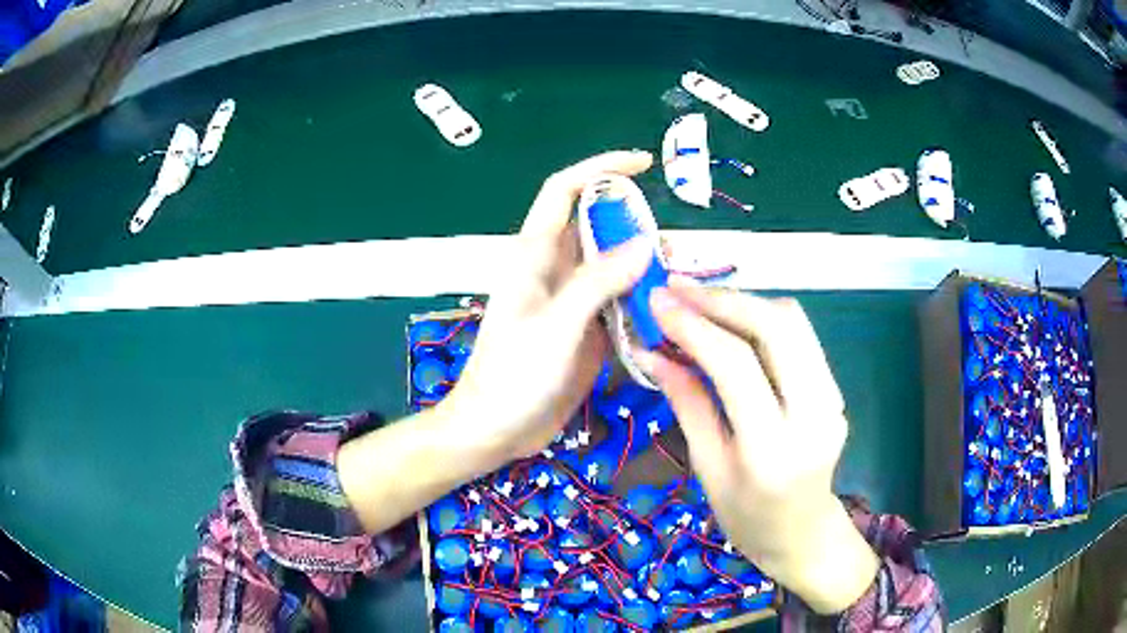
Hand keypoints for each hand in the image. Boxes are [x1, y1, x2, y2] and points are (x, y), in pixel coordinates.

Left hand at [445, 150, 654, 461]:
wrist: (495, 431)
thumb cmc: (512, 376)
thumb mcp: (555, 325)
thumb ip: (597, 281)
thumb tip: (646, 241)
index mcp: (534, 255)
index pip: (564, 191)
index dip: (600, 168)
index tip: (643, 162)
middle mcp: (555, 270)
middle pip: (596, 227)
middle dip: (634, 222)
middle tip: (675, 241)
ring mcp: (572, 302)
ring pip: (613, 266)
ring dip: (643, 264)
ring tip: (681, 274)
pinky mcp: (587, 331)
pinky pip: (619, 302)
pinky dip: (643, 299)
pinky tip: (669, 308)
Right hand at [637, 278, 878, 613]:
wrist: (804, 534)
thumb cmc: (746, 517)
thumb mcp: (707, 468)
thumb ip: (687, 403)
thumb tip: (652, 352)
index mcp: (772, 449)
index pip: (736, 365)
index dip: (693, 325)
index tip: (657, 301)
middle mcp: (814, 414)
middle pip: (777, 327)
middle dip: (723, 299)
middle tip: (677, 288)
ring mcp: (833, 398)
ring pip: (794, 321)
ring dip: (744, 302)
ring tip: (699, 299)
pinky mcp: (836, 388)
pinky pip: (801, 337)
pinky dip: (762, 318)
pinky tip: (732, 320)